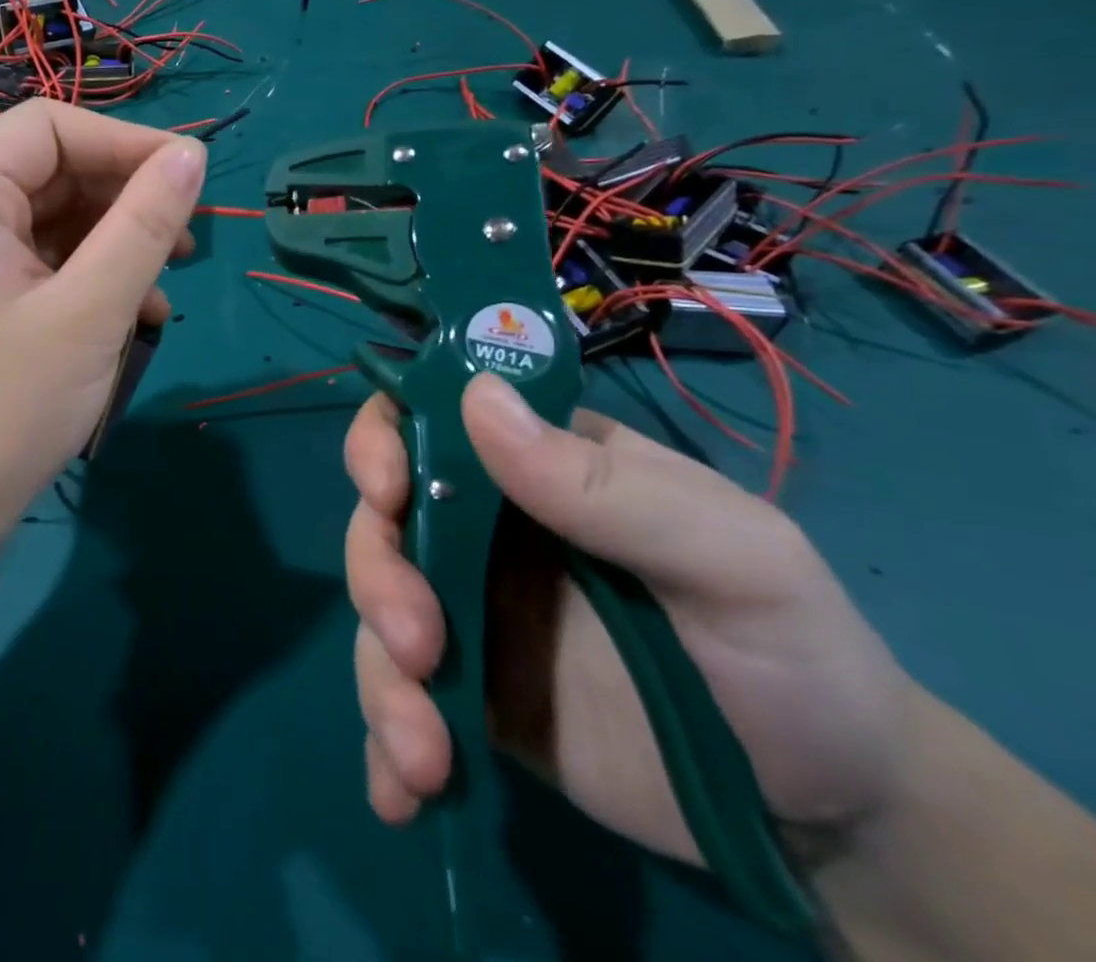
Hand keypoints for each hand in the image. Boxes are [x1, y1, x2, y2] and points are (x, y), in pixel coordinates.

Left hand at [0, 100, 204, 552]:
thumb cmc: (8, 405)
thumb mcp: (92, 309)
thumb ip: (145, 224)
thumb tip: (192, 154)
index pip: (48, 126)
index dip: (124, 140)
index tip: (188, 175)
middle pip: (53, 169)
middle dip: (125, 196)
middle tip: (187, 235)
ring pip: (55, 217)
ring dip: (117, 239)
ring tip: (171, 275)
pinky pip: (45, 260)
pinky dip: (93, 273)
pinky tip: (137, 311)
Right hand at [345, 373, 913, 865]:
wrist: (830, 812)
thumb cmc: (791, 650)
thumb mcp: (730, 556)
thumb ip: (603, 485)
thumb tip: (477, 397)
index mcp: (534, 467)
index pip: (427, 418)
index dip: (384, 440)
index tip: (386, 490)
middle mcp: (482, 527)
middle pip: (383, 521)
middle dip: (379, 577)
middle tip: (418, 645)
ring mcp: (469, 611)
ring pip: (379, 613)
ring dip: (381, 677)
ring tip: (426, 754)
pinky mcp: (470, 696)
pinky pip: (403, 701)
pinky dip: (386, 744)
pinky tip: (401, 799)